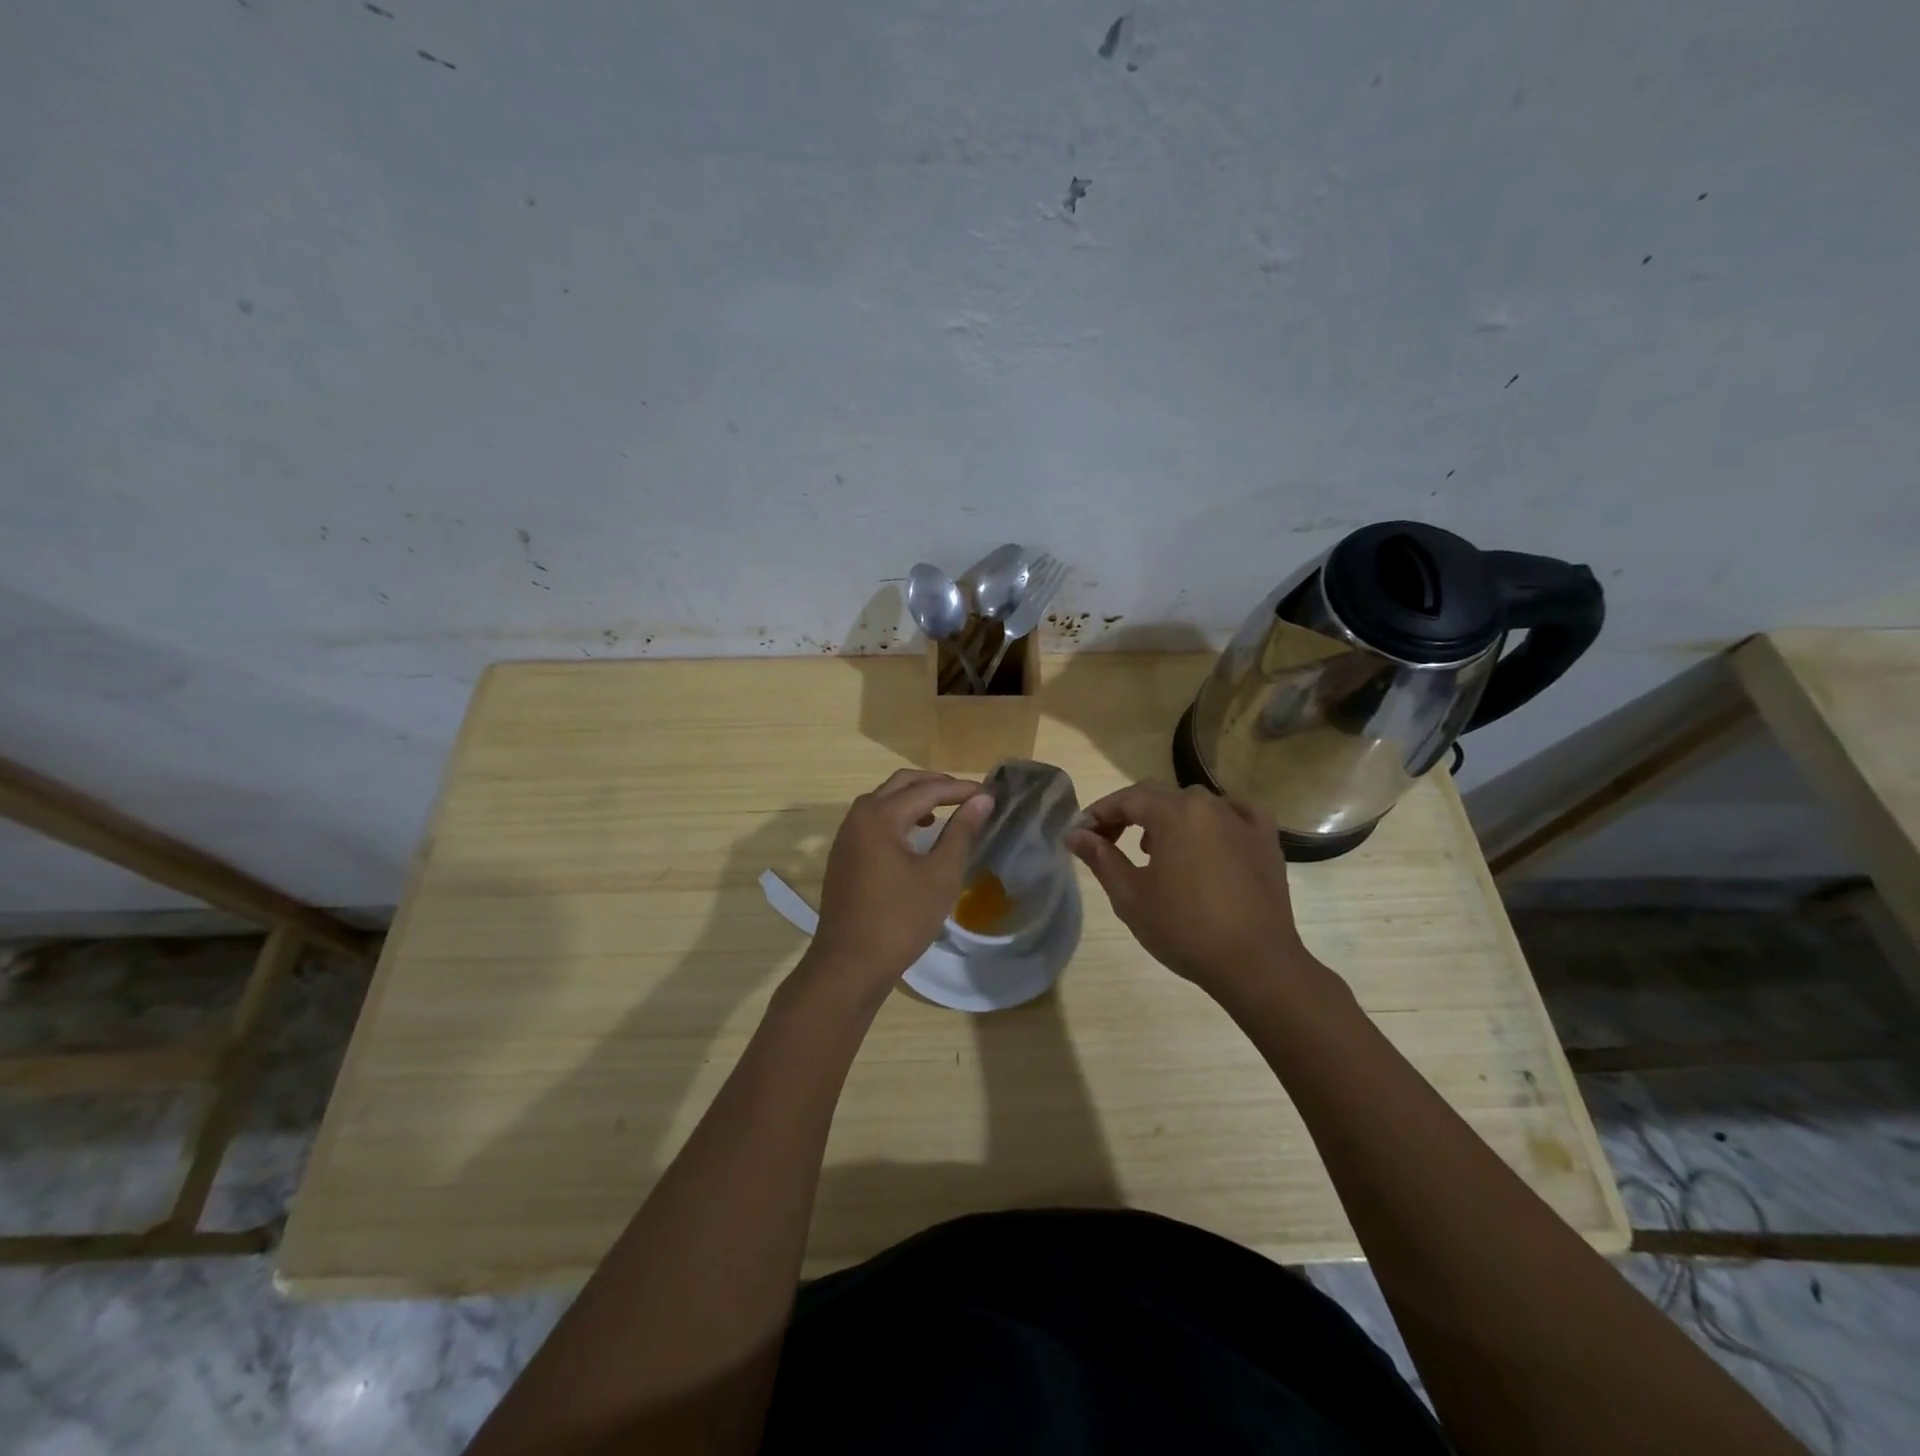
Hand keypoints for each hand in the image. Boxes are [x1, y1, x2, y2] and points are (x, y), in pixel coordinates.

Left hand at [802, 769, 994, 998]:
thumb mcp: (940, 875)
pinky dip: (898, 816)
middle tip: (967, 795)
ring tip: (945, 810)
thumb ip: (961, 832)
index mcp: (880, 816)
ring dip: (914, 798)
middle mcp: (858, 817)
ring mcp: (846, 836)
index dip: (960, 790)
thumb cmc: (900, 920)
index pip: (927, 790)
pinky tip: (916, 835)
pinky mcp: (843, 855)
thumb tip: (982, 800)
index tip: (989, 794)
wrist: (849, 964)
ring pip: (883, 800)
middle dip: (935, 784)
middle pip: (900, 784)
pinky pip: (873, 820)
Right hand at [1068, 781, 1323, 1001]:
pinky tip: (1209, 839)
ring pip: (1196, 804)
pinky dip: (1215, 820)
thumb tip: (1075, 834)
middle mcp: (1209, 806)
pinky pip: (1236, 814)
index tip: (1081, 834)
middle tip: (1108, 841)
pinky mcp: (1266, 841)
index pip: (1127, 799)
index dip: (1100, 812)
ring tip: (1154, 849)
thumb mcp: (1131, 896)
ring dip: (1168, 817)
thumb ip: (1101, 858)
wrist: (1256, 964)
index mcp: (1174, 814)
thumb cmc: (1185, 929)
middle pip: (1160, 796)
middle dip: (1129, 813)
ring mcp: (1242, 821)